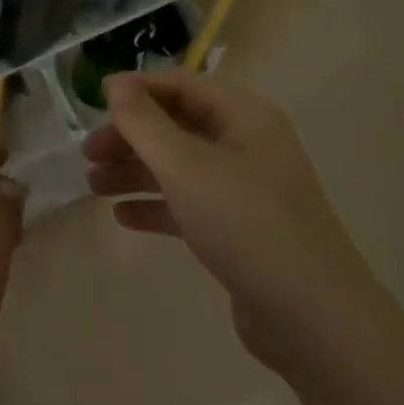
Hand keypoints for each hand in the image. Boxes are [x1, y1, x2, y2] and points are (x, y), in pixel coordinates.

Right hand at [83, 70, 373, 374]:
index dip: (135, 90)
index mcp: (243, 116)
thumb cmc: (246, 224)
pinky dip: (156, 205)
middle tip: (88, 156)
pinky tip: (124, 218)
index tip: (93, 104)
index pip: (180, 85)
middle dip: (130, 136)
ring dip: (136, 171)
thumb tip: (114, 83)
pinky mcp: (240, 229)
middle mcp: (246, 144)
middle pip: (176, 125)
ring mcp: (245, 189)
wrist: (314, 321)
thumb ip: (144, 122)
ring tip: (94, 187)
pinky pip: (190, 204)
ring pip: (179, 166)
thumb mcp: (186, 166)